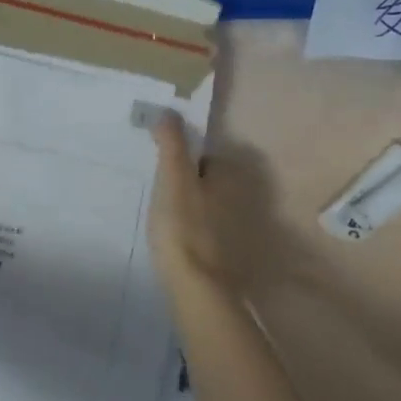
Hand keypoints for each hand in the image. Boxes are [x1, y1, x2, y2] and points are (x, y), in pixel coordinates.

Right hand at [146, 109, 237, 290]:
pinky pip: (206, 230)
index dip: (185, 157)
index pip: (208, 155)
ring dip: (191, 207)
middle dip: (190, 181)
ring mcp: (236, 230)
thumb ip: (171, 144)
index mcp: (230, 177)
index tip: (163, 165)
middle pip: (210, 181)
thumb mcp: (173, 177)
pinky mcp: (226, 255)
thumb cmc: (184, 226)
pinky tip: (174, 238)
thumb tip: (170, 111)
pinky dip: (193, 230)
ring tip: (162, 213)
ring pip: (209, 207)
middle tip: (159, 188)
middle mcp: (241, 200)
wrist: (198, 289)